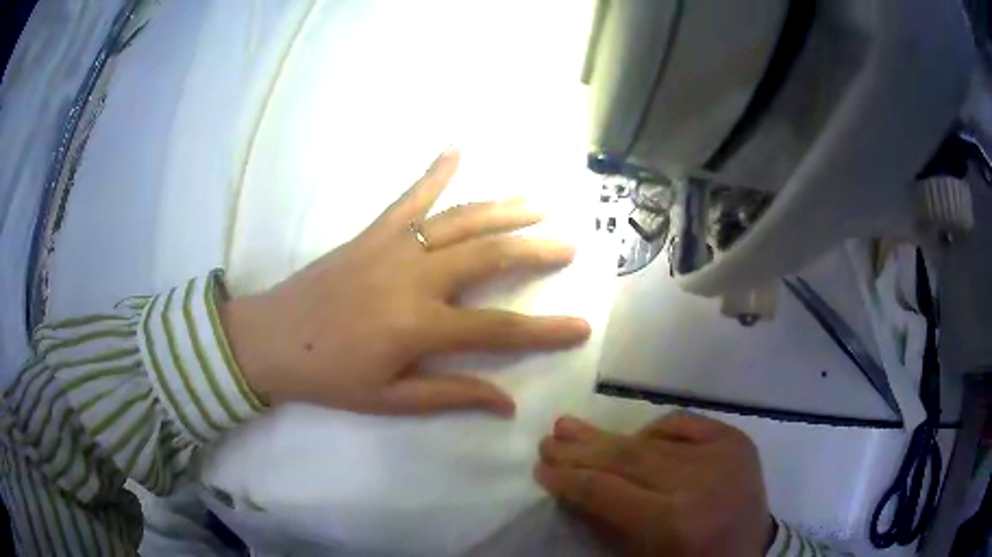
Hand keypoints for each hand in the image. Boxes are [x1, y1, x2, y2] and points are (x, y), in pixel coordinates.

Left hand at [221, 147, 589, 415]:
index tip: (582, 326)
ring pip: (460, 220)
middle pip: (489, 256)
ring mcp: (392, 246)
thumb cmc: (330, 376)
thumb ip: (450, 394)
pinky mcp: (372, 232)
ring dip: (504, 209)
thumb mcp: (390, 399)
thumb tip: (507, 402)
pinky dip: (435, 170)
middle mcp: (414, 277)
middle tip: (569, 245)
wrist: (271, 339)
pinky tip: (457, 145)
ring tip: (539, 203)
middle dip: (535, 251)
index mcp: (419, 326)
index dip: (545, 331)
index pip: (499, 329)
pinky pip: (409, 196)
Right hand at [536, 413, 774, 556]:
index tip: (541, 470)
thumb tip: (574, 485)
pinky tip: (636, 435)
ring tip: (572, 426)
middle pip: (626, 459)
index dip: (569, 479)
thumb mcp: (642, 556)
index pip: (605, 491)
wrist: (751, 552)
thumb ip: (608, 521)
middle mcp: (697, 483)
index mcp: (672, 522)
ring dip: (609, 436)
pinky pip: (685, 423)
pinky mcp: (735, 440)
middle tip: (549, 439)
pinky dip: (656, 429)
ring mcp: (721, 455)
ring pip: (651, 440)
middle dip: (581, 450)